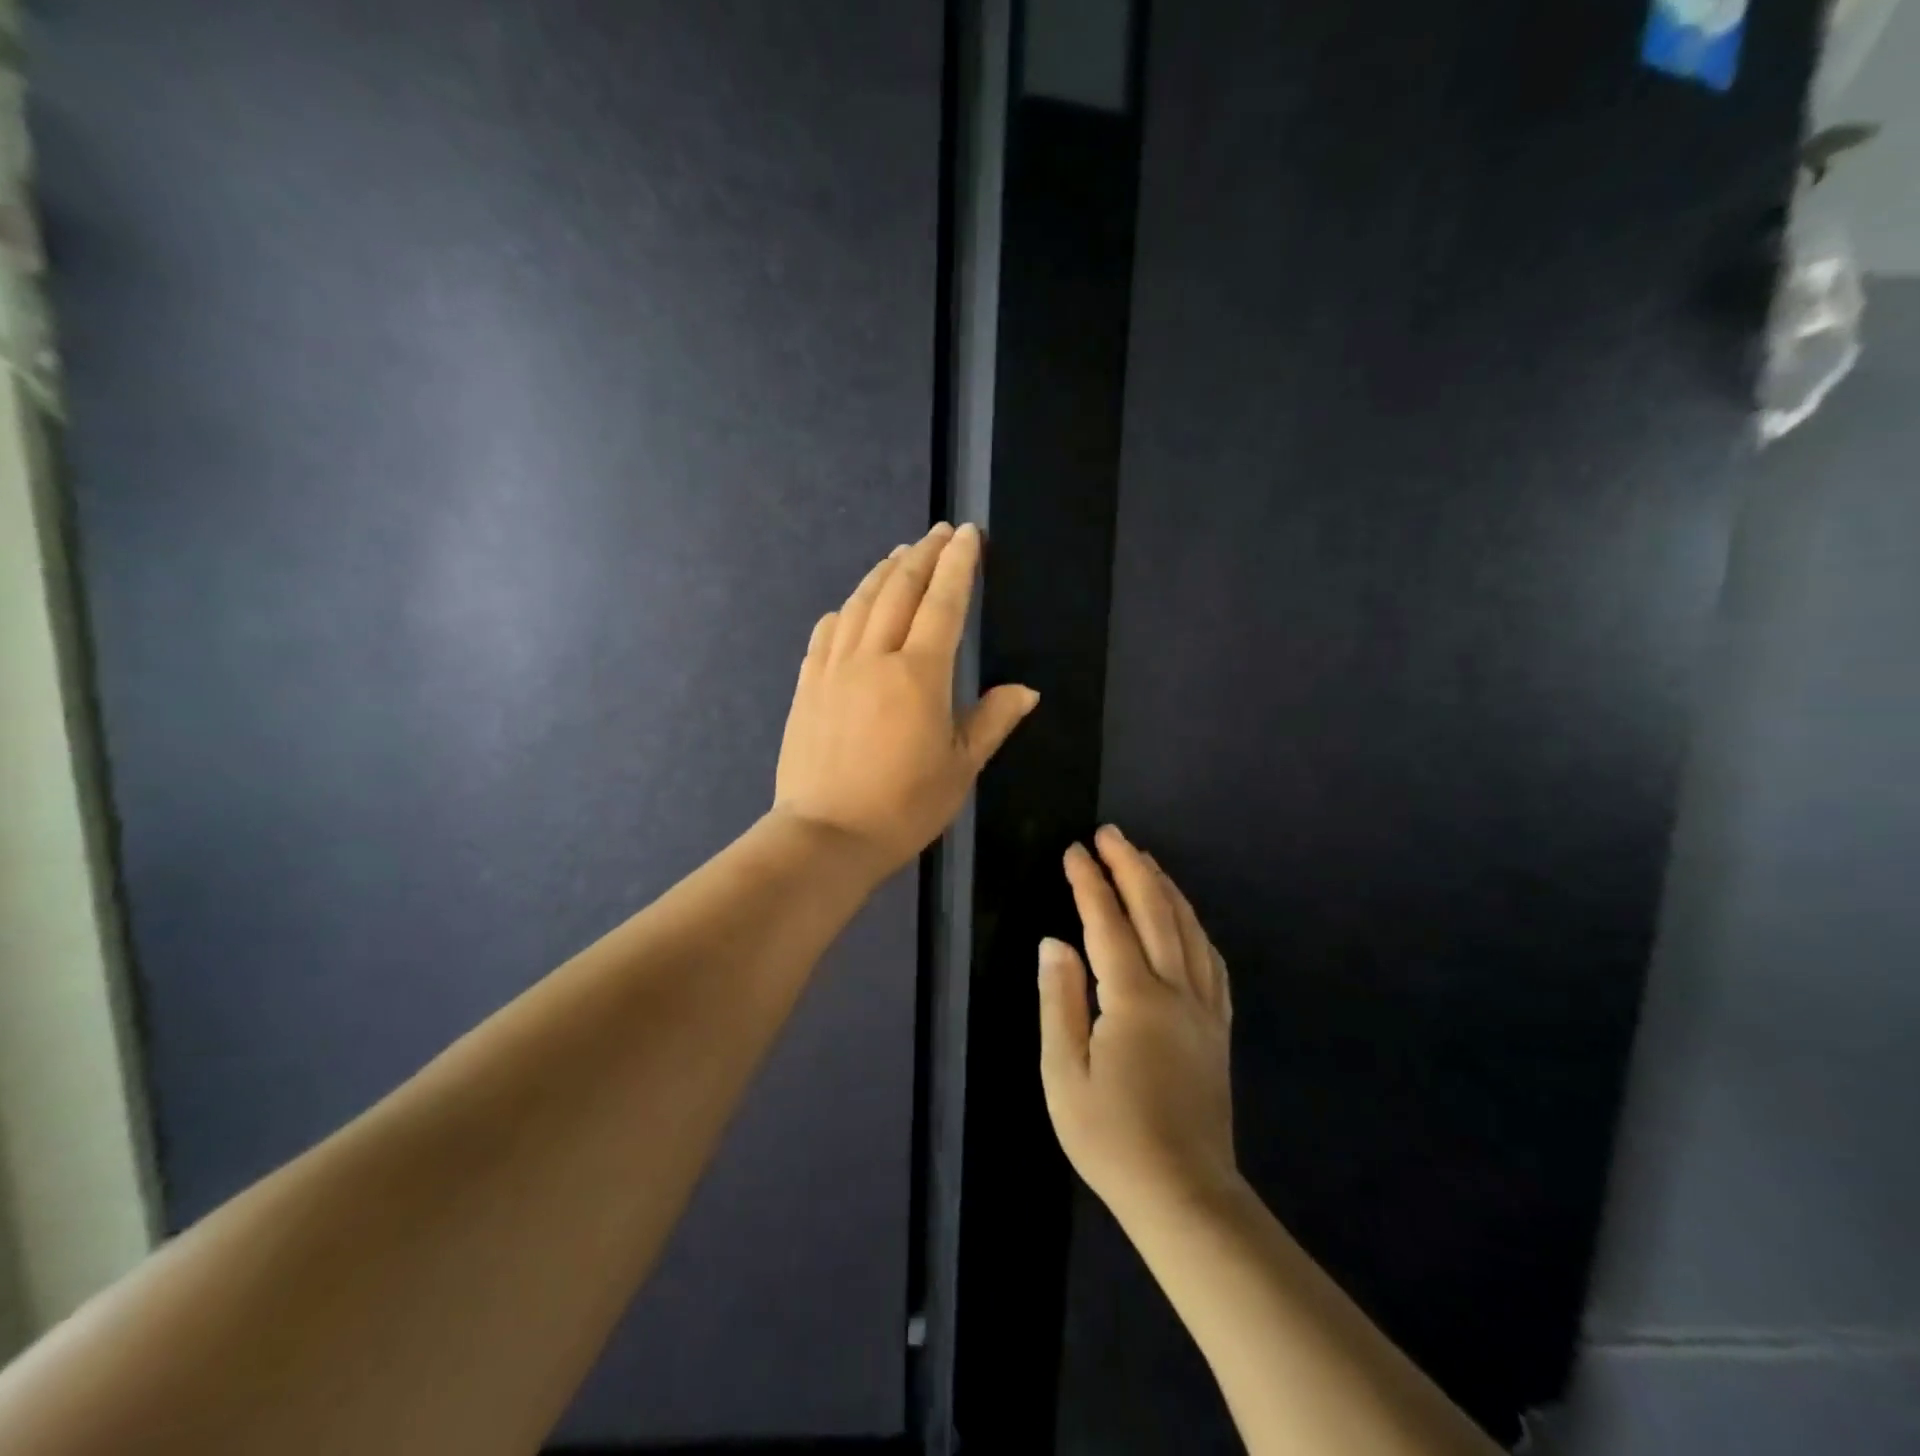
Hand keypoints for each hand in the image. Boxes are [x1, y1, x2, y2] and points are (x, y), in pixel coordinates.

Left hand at [773, 522, 1038, 879]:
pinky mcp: (807, 684)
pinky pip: (827, 631)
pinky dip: (847, 609)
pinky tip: (852, 606)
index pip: (943, 603)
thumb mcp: (960, 768)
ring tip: (901, 555)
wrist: (825, 836)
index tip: (968, 534)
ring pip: (860, 603)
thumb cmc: (903, 807)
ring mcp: (833, 668)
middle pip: (899, 590)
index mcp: (919, 675)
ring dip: (884, 573)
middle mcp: (873, 657)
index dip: (958, 564)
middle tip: (939, 532)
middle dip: (922, 555)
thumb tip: (1026, 690)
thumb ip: (991, 721)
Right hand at [1039, 826, 1238, 1223]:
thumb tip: (1054, 942)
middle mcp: (1175, 990)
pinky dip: (1194, 926)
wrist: (1184, 1194)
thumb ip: (1060, 1000)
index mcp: (1133, 999)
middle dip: (1131, 866)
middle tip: (1110, 834)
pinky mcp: (1219, 1028)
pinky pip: (1211, 961)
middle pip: (1155, 911)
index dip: (1089, 881)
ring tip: (1144, 859)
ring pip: (1188, 929)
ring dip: (1164, 887)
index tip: (1074, 850)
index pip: (1107, 922)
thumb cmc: (1111, 1137)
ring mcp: (1204, 1008)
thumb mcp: (1064, 1073)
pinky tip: (1185, 918)